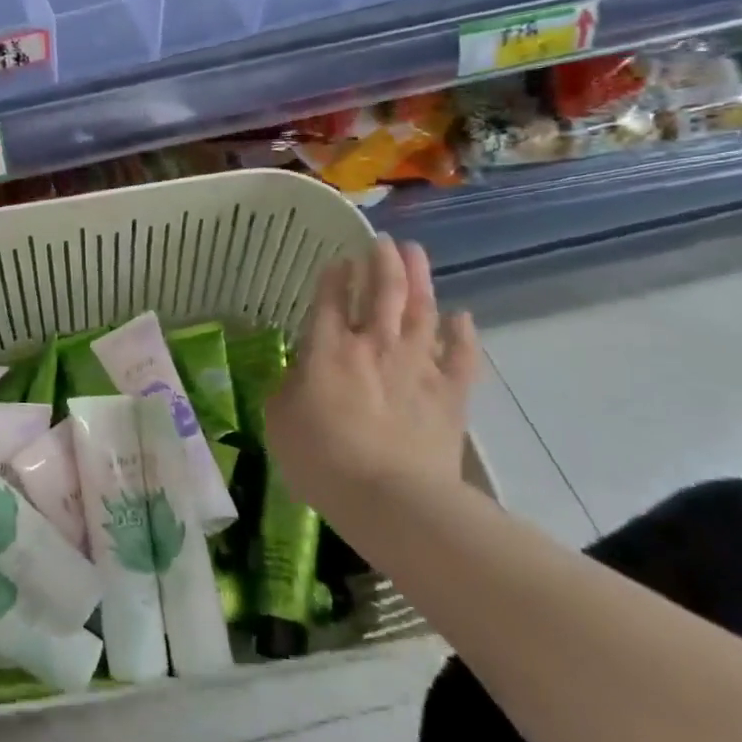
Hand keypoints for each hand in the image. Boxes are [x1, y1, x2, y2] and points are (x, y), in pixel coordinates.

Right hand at [265, 236, 478, 521]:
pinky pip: (462, 355)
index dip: (335, 276)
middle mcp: (374, 345)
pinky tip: (461, 317)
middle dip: (383, 260)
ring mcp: (417, 365)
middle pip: (383, 290)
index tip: (339, 260)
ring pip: (421, 309)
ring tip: (416, 253)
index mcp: (328, 349)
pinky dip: (462, 333)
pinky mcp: (450, 393)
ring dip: (419, 278)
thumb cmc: (321, 460)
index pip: (332, 299)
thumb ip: (287, 389)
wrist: (391, 500)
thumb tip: (298, 377)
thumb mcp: (279, 421)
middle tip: (383, 241)